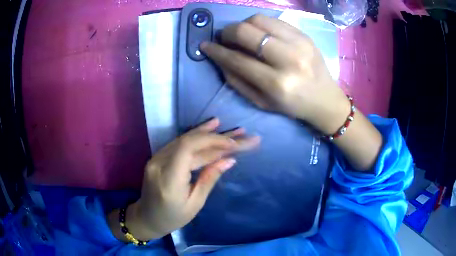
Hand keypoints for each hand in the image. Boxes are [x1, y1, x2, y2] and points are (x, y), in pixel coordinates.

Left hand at [110, 118, 259, 240]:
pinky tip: (209, 128)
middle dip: (218, 137)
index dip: (212, 141)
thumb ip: (209, 179)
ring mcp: (156, 158)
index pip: (188, 149)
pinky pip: (180, 144)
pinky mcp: (158, 156)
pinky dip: (197, 137)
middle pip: (190, 142)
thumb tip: (229, 160)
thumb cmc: (172, 217)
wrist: (146, 217)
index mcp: (169, 180)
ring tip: (231, 128)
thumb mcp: (195, 204)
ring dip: (209, 133)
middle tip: (242, 133)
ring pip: (185, 139)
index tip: (234, 144)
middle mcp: (159, 164)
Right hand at [200, 14, 348, 134]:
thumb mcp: (261, 102)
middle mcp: (289, 59)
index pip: (237, 59)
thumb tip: (219, 58)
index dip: (217, 51)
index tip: (205, 45)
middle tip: (225, 38)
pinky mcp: (305, 35)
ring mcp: (299, 43)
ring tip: (243, 35)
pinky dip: (260, 24)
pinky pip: (274, 20)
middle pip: (247, 32)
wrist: (325, 99)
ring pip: (259, 19)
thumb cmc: (292, 105)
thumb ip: (237, 80)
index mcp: (277, 84)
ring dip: (244, 25)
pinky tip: (260, 33)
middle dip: (228, 32)